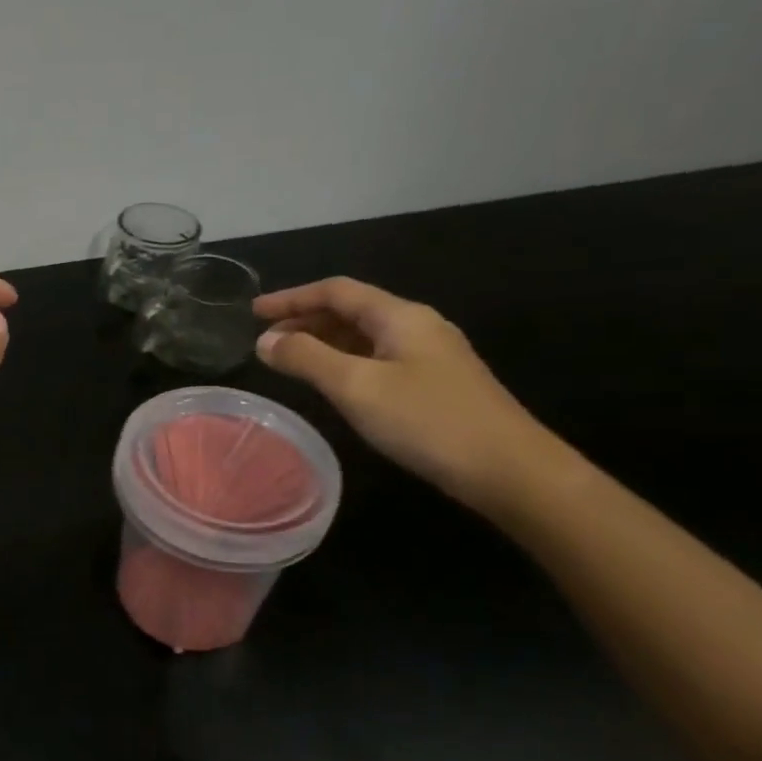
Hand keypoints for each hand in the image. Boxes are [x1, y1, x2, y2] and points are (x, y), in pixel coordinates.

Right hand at [252, 277, 569, 513]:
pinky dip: (344, 362)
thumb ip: (307, 359)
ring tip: (288, 361)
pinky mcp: (435, 384)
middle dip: (305, 320)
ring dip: (323, 343)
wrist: (508, 469)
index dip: (291, 298)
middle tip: (265, 342)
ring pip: (364, 337)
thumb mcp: (356, 387)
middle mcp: (417, 326)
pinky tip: (332, 384)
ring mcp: (430, 356)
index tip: (253, 312)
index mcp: (400, 316)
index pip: (336, 291)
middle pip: (351, 311)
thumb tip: (265, 341)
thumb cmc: (427, 421)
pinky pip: (377, 360)